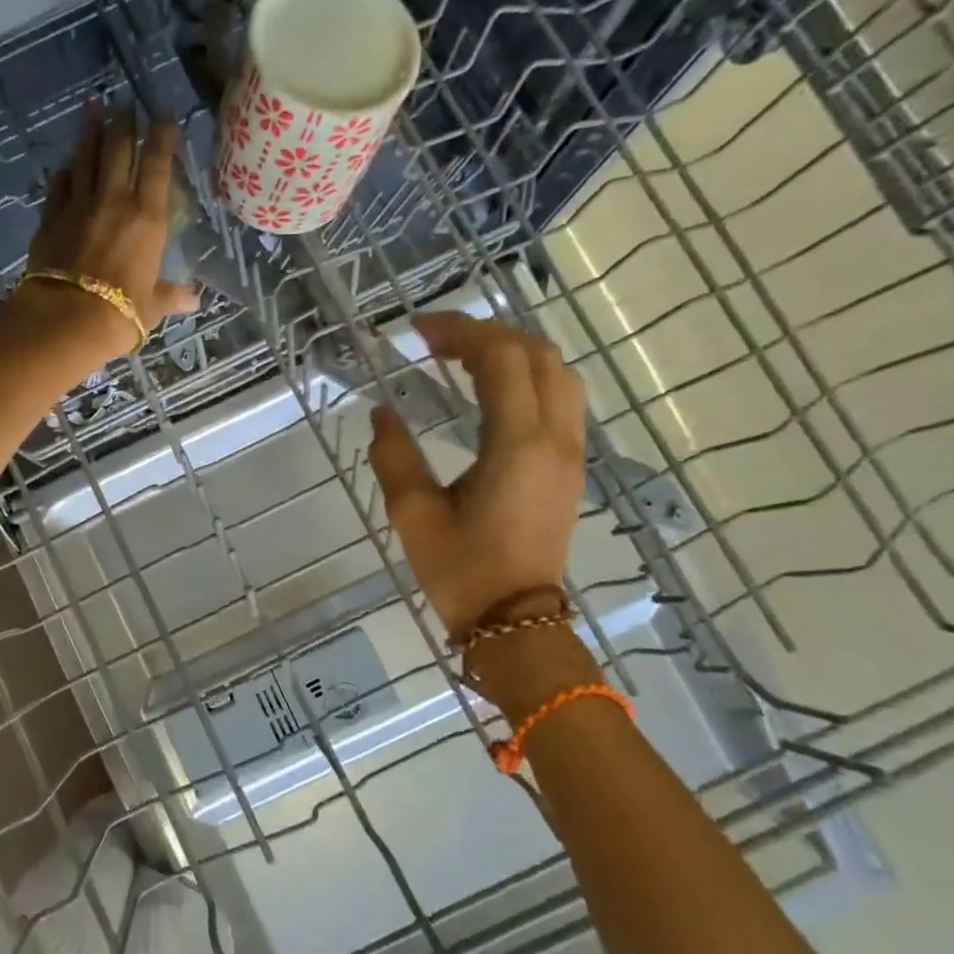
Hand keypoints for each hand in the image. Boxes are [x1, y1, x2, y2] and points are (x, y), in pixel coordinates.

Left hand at [9, 108, 197, 359]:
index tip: (164, 115)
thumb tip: (193, 299)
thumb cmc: (120, 313)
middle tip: (125, 104)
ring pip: (85, 159)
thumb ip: (171, 295)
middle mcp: (112, 201)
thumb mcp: (153, 306)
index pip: (156, 165)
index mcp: (147, 218)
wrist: (66, 320)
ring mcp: (77, 207)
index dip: (162, 136)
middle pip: (117, 150)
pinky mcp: (50, 219)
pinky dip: (65, 171)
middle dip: (123, 123)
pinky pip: (58, 186)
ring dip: (89, 133)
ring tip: (93, 109)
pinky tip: (66, 164)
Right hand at [367, 315, 587, 639]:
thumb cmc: (461, 570)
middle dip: (487, 334)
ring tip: (463, 358)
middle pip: (537, 354)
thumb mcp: (413, 514)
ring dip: (512, 352)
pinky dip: (527, 377)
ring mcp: (570, 452)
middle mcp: (555, 439)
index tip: (417, 332)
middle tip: (436, 342)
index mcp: (518, 445)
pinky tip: (491, 391)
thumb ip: (394, 456)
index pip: (501, 359)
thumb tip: (382, 414)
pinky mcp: (570, 466)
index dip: (461, 332)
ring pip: (557, 373)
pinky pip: (560, 398)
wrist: (516, 622)